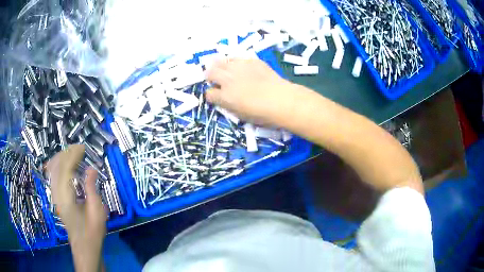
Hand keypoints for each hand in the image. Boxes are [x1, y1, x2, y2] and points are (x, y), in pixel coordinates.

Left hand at [46, 144, 105, 271]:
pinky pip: (52, 175)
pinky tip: (65, 165)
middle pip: (56, 165)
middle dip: (67, 153)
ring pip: (52, 168)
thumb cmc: (92, 232)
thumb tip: (91, 168)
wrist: (84, 247)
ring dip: (62, 157)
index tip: (84, 148)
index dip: (74, 155)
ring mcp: (54, 195)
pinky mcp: (55, 198)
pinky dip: (58, 165)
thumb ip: (92, 188)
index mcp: (65, 197)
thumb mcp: (97, 212)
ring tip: (74, 154)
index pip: (65, 168)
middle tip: (80, 149)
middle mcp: (56, 194)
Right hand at [205, 58, 296, 125]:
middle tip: (215, 79)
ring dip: (220, 66)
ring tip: (225, 70)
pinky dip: (235, 63)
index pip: (209, 94)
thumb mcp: (241, 115)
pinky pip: (237, 59)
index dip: (211, 95)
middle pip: (210, 72)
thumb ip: (228, 105)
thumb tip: (223, 98)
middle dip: (210, 76)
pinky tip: (242, 68)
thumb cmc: (262, 114)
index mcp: (224, 96)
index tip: (216, 96)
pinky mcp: (251, 61)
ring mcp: (239, 67)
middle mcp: (228, 79)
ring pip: (221, 62)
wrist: (282, 99)